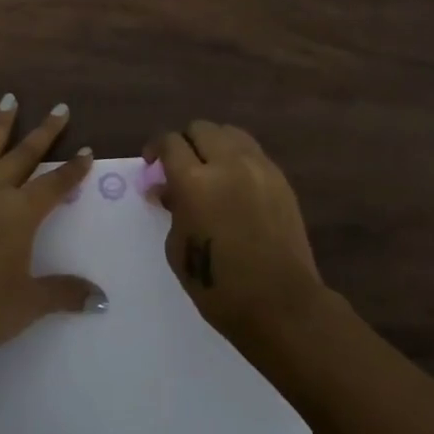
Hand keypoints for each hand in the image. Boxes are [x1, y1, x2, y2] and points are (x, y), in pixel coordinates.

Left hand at [0, 95, 102, 368]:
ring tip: (11, 98)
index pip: (55, 185)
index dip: (73, 169)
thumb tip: (102, 300)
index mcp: (21, 215)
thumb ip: (65, 292)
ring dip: (2, 123)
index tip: (86, 152)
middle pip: (25, 156)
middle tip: (60, 108)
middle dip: (45, 133)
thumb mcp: (29, 305)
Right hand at [146, 120, 325, 349]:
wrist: (281, 304)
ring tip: (209, 168)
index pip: (170, 142)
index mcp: (194, 181)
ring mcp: (259, 168)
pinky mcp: (280, 179)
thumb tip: (166, 189)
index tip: (152, 164)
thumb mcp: (178, 248)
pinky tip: (234, 183)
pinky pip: (252, 152)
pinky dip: (237, 157)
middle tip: (179, 166)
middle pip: (200, 129)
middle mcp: (227, 163)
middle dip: (185, 142)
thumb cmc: (218, 286)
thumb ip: (172, 209)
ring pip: (230, 133)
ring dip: (213, 144)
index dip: (156, 148)